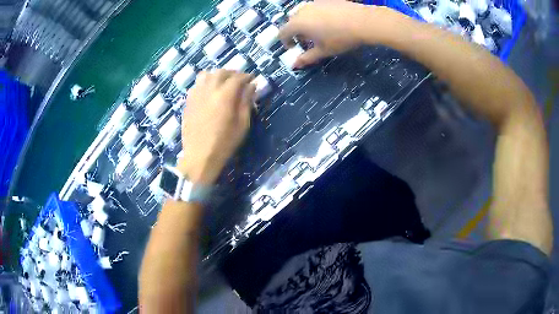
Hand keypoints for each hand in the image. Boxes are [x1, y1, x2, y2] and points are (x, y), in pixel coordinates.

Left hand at [178, 70, 254, 183]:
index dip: (247, 76)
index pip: (237, 78)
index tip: (253, 79)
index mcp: (224, 96)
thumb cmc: (224, 144)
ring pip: (206, 75)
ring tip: (222, 83)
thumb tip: (251, 86)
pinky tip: (209, 92)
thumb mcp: (242, 124)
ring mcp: (196, 95)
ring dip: (217, 75)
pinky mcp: (188, 102)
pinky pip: (196, 85)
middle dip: (232, 73)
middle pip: (221, 72)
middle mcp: (209, 90)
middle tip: (239, 80)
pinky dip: (205, 83)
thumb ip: (246, 102)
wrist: (199, 157)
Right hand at [279, 1, 373, 67]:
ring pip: (303, 13)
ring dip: (305, 22)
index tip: (294, 48)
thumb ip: (307, 58)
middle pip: (292, 22)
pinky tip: (329, 21)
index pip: (282, 33)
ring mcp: (314, 3)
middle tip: (308, 40)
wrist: (363, 21)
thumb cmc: (341, 38)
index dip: (286, 42)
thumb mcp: (323, 51)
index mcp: (298, 23)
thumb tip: (294, 65)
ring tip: (319, 30)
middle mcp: (302, 10)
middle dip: (296, 32)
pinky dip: (316, 15)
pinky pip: (315, 8)